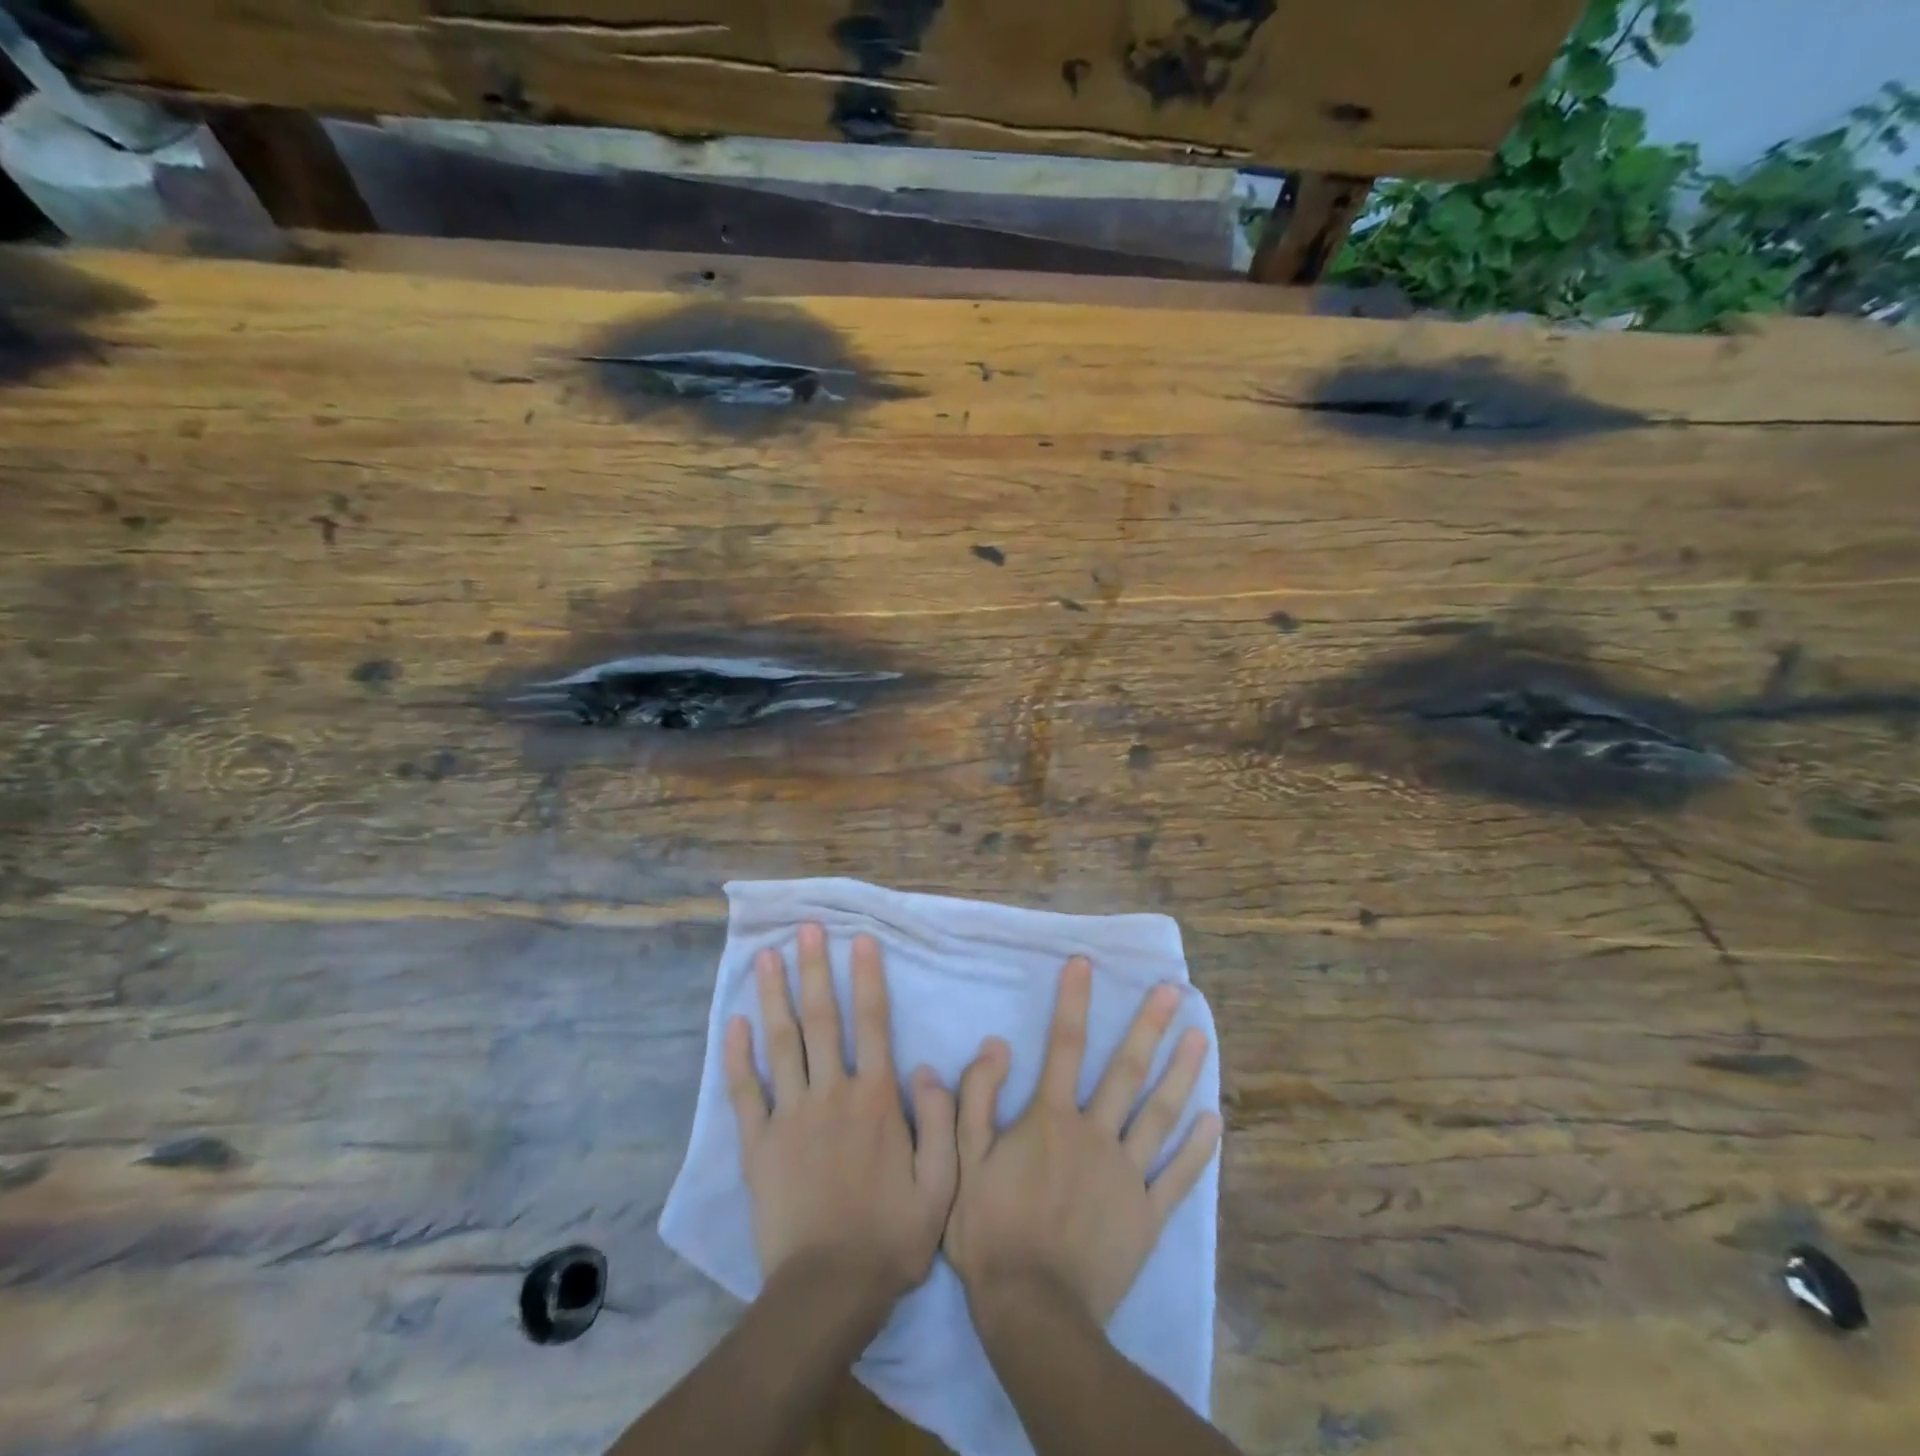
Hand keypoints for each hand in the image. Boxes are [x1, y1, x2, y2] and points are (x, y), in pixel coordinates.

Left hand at [726, 923, 957, 1307]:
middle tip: (805, 929)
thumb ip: (941, 1119)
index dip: (867, 977)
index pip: (873, 1023)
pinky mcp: (758, 1145)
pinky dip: (737, 1056)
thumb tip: (925, 1066)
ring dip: (774, 996)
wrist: (828, 1292)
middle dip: (815, 970)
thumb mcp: (941, 1183)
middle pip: (822, 1019)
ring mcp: (790, 1116)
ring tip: (766, 957)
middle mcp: (832, 1093)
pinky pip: (745, 1092)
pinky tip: (733, 1023)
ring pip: (782, 1043)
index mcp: (876, 1099)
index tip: (859, 939)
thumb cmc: (891, 1236)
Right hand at [944, 956, 1220, 1325]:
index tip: (1085, 963)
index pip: (1064, 1045)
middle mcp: (1095, 1134)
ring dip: (1181, 1073)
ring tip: (1200, 1037)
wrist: (1032, 1311)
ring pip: (1159, 1114)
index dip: (1074, 1001)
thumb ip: (977, 1098)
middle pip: (1126, 1070)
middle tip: (1174, 990)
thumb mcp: (964, 1160)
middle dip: (1149, 1025)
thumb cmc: (991, 1231)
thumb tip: (996, 1044)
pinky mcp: (1147, 1214)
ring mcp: (1126, 1173)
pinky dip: (1198, 1149)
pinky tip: (1214, 1121)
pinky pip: (1177, 1176)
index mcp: (1051, 1119)